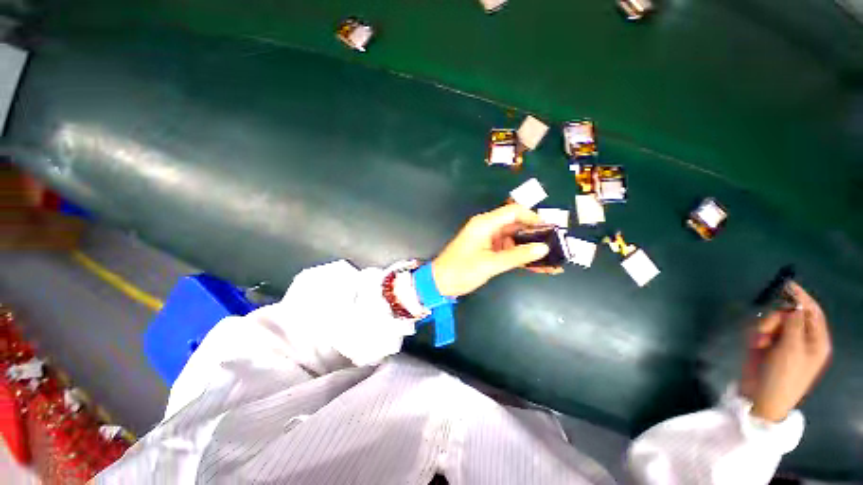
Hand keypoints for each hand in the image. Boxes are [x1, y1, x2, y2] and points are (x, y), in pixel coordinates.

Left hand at [431, 205, 552, 297]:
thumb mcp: (490, 264)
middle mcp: (488, 228)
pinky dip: (521, 257)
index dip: (533, 218)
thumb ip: (517, 256)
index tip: (550, 229)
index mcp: (485, 224)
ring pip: (515, 239)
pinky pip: (509, 250)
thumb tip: (543, 248)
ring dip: (531, 249)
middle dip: (536, 235)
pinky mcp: (489, 251)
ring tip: (553, 260)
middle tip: (557, 246)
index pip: (513, 212)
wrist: (440, 283)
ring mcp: (488, 240)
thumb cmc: (462, 270)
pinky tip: (539, 267)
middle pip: (516, 225)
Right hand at [741, 282, 831, 421]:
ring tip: (758, 342)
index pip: (812, 312)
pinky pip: (761, 330)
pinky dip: (756, 334)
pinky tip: (754, 345)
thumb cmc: (784, 375)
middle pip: (789, 315)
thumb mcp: (791, 349)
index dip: (801, 297)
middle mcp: (801, 339)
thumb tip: (794, 303)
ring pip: (772, 321)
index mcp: (816, 341)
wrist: (763, 397)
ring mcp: (783, 343)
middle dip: (775, 319)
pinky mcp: (767, 346)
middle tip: (766, 329)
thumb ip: (794, 324)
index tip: (786, 284)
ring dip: (763, 328)